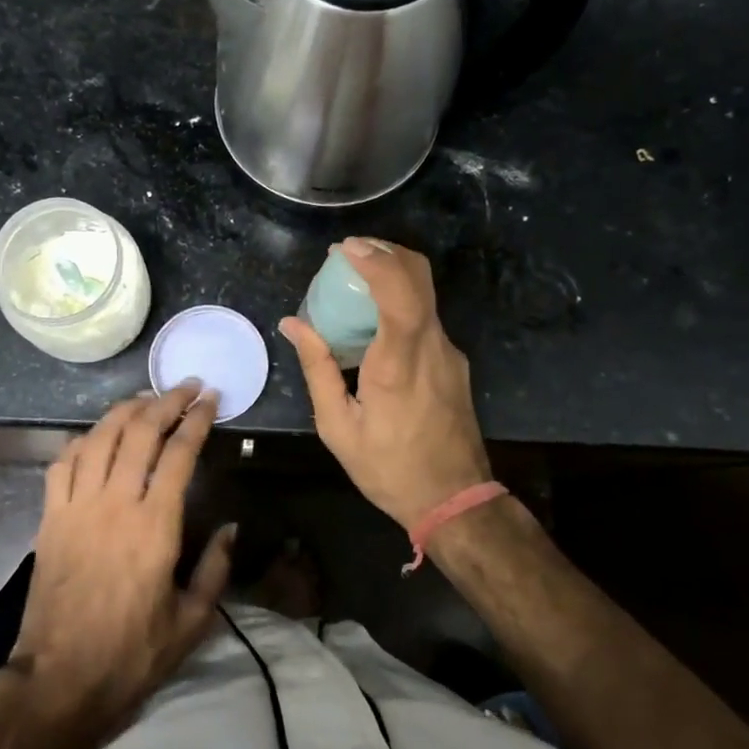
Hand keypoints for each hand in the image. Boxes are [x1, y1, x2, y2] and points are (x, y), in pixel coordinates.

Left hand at [9, 383, 235, 724]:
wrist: (58, 680)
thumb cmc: (131, 654)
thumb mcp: (191, 621)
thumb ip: (216, 568)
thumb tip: (232, 527)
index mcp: (155, 526)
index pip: (179, 453)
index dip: (197, 419)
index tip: (211, 399)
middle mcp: (115, 503)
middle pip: (140, 431)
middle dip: (166, 401)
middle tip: (186, 386)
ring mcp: (76, 506)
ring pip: (100, 437)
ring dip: (125, 409)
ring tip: (146, 398)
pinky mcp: (49, 518)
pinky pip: (64, 462)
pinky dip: (84, 439)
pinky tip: (98, 435)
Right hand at [280, 238, 491, 530]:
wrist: (454, 499)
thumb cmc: (389, 468)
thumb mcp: (339, 426)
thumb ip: (317, 368)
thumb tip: (293, 324)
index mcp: (399, 362)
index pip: (399, 290)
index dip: (375, 259)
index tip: (344, 249)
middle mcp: (432, 346)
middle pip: (420, 276)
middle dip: (385, 252)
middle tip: (347, 254)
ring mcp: (449, 352)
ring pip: (425, 293)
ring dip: (392, 273)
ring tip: (354, 280)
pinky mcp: (454, 362)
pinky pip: (426, 316)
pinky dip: (400, 300)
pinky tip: (373, 320)